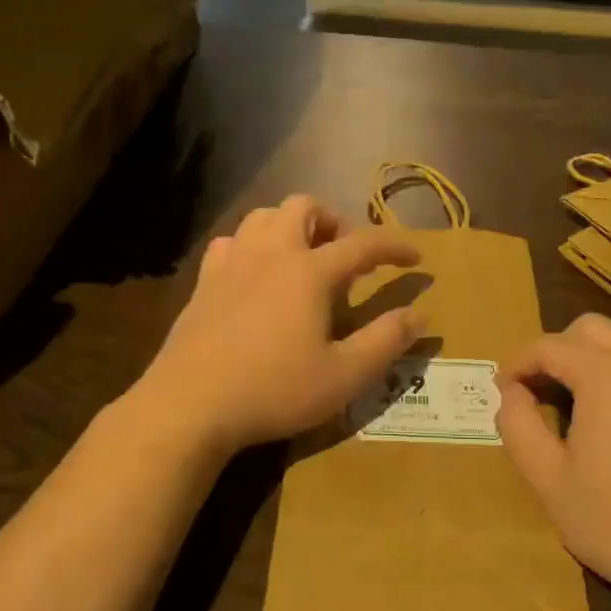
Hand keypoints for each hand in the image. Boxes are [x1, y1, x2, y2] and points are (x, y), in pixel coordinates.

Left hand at [132, 196, 424, 457]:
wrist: (190, 404)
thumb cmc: (274, 389)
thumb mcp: (344, 375)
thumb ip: (385, 341)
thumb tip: (419, 314)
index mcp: (309, 271)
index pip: (363, 243)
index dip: (394, 246)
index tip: (415, 257)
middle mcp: (271, 253)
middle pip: (304, 207)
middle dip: (333, 221)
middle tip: (347, 255)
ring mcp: (232, 263)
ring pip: (263, 216)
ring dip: (290, 226)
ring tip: (303, 257)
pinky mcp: (203, 281)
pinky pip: (230, 242)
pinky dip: (251, 246)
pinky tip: (254, 274)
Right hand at [496, 313, 610, 610]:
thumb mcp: (548, 480)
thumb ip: (519, 426)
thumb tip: (511, 394)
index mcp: (605, 375)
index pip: (549, 346)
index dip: (518, 362)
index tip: (501, 389)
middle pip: (590, 328)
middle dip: (556, 350)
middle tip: (537, 390)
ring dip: (598, 350)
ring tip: (582, 390)